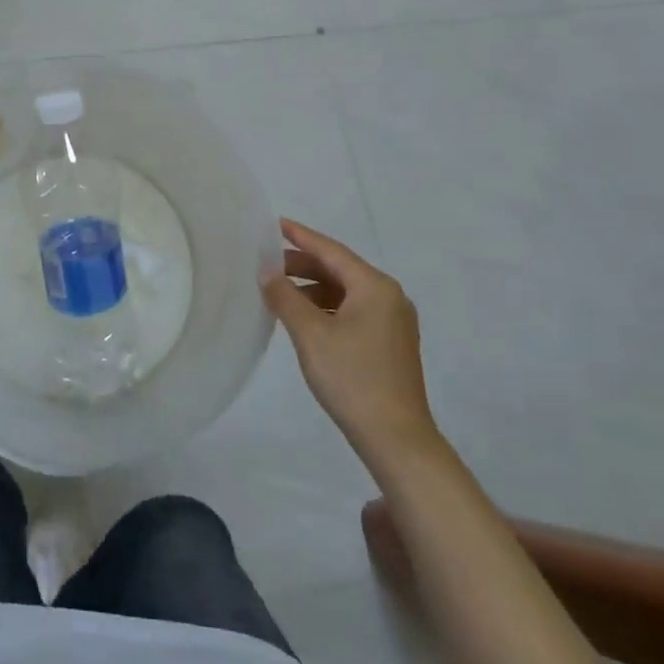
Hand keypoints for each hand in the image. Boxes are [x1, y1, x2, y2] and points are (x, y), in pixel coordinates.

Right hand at [263, 219, 440, 459]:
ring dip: (312, 289)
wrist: (397, 439)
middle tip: (267, 264)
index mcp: (375, 287)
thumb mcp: (310, 334)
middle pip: (339, 270)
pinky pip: (353, 311)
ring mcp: (393, 322)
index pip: (331, 250)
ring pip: (345, 292)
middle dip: (303, 265)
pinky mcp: (390, 344)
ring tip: (279, 292)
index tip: (274, 224)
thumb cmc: (353, 379)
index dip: (301, 236)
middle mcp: (389, 297)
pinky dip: (326, 308)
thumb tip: (267, 272)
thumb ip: (285, 297)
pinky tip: (303, 319)